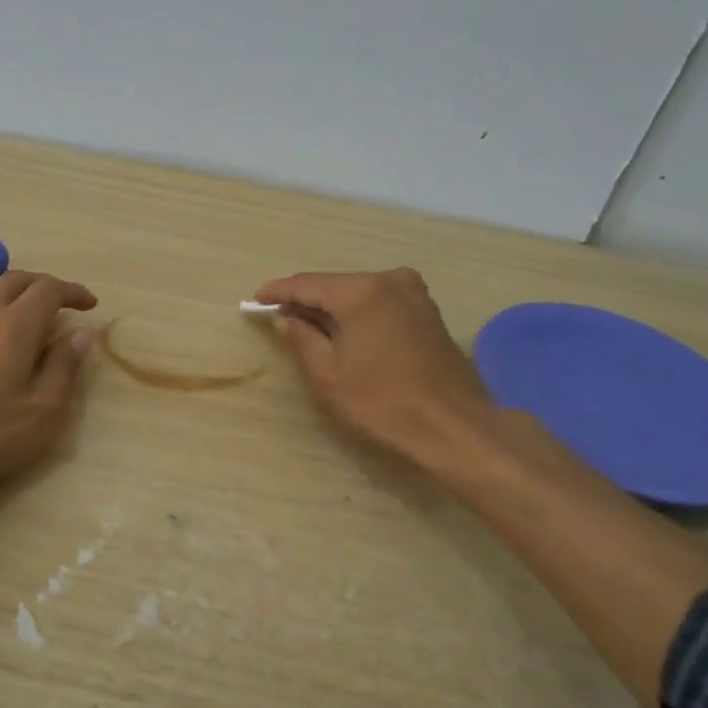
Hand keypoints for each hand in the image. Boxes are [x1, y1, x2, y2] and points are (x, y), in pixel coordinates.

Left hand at [0, 272, 98, 513]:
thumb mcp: (42, 412)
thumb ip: (65, 368)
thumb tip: (82, 335)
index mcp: (13, 327)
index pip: (48, 289)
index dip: (73, 291)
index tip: (90, 305)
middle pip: (14, 280)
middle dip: (44, 285)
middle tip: (65, 305)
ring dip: (17, 297)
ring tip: (35, 324)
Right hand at [254, 268, 490, 466]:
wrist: (453, 426)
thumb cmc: (382, 402)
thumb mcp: (328, 374)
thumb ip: (302, 338)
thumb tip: (285, 318)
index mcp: (362, 290)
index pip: (308, 283)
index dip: (278, 292)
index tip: (255, 300)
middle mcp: (391, 281)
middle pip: (335, 285)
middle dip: (306, 300)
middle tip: (278, 315)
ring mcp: (415, 295)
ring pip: (360, 294)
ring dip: (333, 308)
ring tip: (306, 325)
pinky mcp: (429, 314)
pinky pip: (380, 304)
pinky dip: (358, 314)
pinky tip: (344, 331)